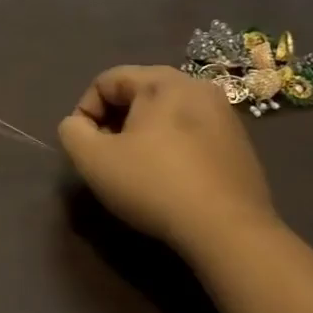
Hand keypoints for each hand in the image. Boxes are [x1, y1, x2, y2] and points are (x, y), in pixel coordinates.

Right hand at [57, 65, 279, 258]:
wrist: (229, 231)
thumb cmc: (154, 185)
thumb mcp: (93, 159)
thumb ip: (72, 132)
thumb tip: (78, 125)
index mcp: (162, 81)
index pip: (106, 81)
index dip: (85, 112)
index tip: (86, 147)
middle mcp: (197, 87)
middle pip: (138, 94)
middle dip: (114, 123)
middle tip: (108, 159)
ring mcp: (225, 115)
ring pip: (165, 115)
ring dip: (143, 137)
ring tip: (137, 171)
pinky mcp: (239, 145)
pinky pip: (191, 134)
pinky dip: (172, 149)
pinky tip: (169, 182)